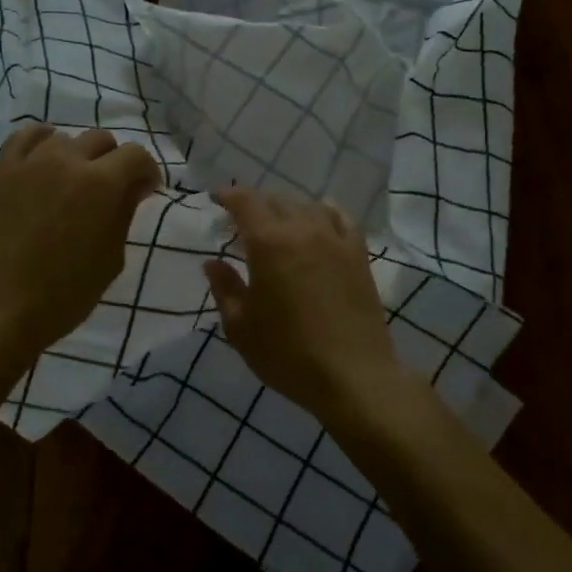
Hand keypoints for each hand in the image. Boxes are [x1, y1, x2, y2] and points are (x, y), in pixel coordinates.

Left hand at [0, 125, 160, 391]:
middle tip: (111, 192)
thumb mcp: (109, 261)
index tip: (145, 192)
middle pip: (101, 140)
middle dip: (114, 162)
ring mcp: (28, 163)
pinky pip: (24, 138)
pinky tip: (44, 162)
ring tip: (73, 184)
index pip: (135, 155)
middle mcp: (66, 160)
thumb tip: (133, 187)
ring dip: (78, 156)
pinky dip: (41, 143)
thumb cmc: (61, 296)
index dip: (146, 172)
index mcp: (101, 184)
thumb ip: (123, 215)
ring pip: (64, 139)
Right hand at [204, 187, 403, 418]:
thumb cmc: (287, 353)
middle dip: (255, 204)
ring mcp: (335, 240)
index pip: (246, 202)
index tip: (217, 198)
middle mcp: (303, 230)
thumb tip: (212, 263)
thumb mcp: (241, 327)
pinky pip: (340, 218)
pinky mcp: (358, 255)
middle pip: (276, 201)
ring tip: (277, 223)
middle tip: (241, 221)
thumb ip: (224, 288)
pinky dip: (324, 212)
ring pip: (307, 206)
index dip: (229, 195)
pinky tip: (319, 218)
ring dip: (287, 208)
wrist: (353, 376)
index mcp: (268, 243)